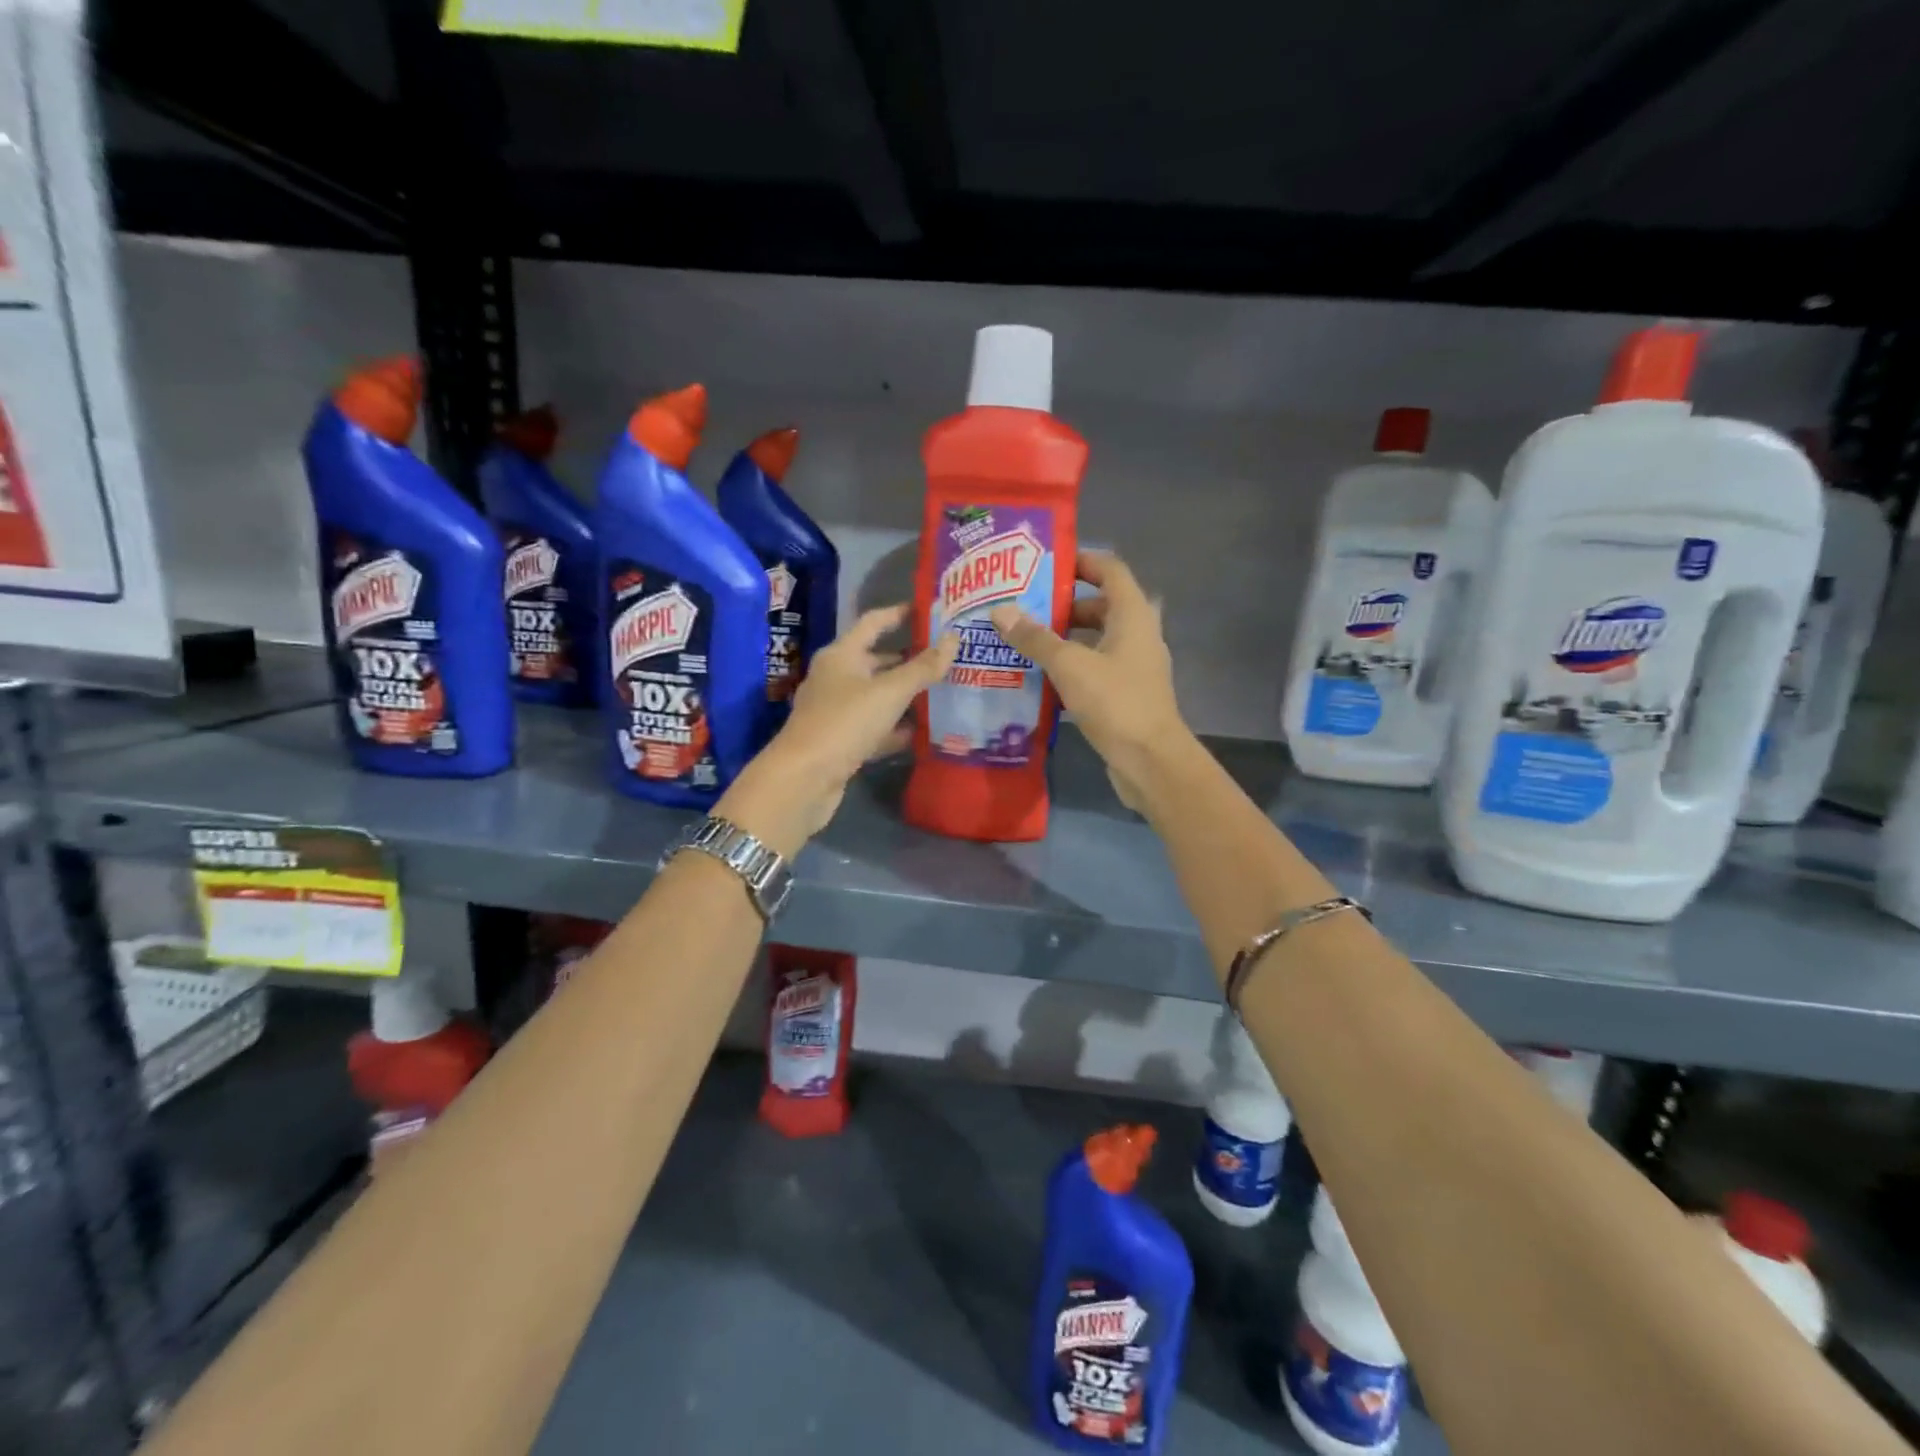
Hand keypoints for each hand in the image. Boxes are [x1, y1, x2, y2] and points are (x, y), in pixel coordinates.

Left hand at [716, 605, 957, 854]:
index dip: (899, 613)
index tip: (928, 609)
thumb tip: (954, 638)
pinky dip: (895, 727)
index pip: (873, 622)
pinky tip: (922, 731)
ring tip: (942, 691)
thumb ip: (923, 667)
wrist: (804, 780)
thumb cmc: (845, 723)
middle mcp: (835, 677)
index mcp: (841, 655)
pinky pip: (875, 726)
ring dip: (905, 694)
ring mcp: (836, 711)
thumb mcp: (890, 692)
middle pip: (876, 660)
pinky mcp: (841, 741)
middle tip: (945, 656)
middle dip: (909, 658)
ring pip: (877, 695)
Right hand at [989, 551, 1189, 810]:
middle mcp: (1139, 634)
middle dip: (1063, 605)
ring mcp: (1135, 666)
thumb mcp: (1069, 665)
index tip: (1043, 565)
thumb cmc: (1115, 702)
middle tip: (1024, 606)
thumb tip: (1000, 610)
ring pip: (1097, 639)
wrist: (1150, 761)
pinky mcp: (1127, 693)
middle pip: (1101, 605)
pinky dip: (1072, 666)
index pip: (1110, 570)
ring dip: (1065, 638)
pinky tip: (1041, 676)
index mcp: (1133, 615)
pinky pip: (1097, 667)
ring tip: (1024, 639)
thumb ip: (1035, 637)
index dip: (1080, 561)